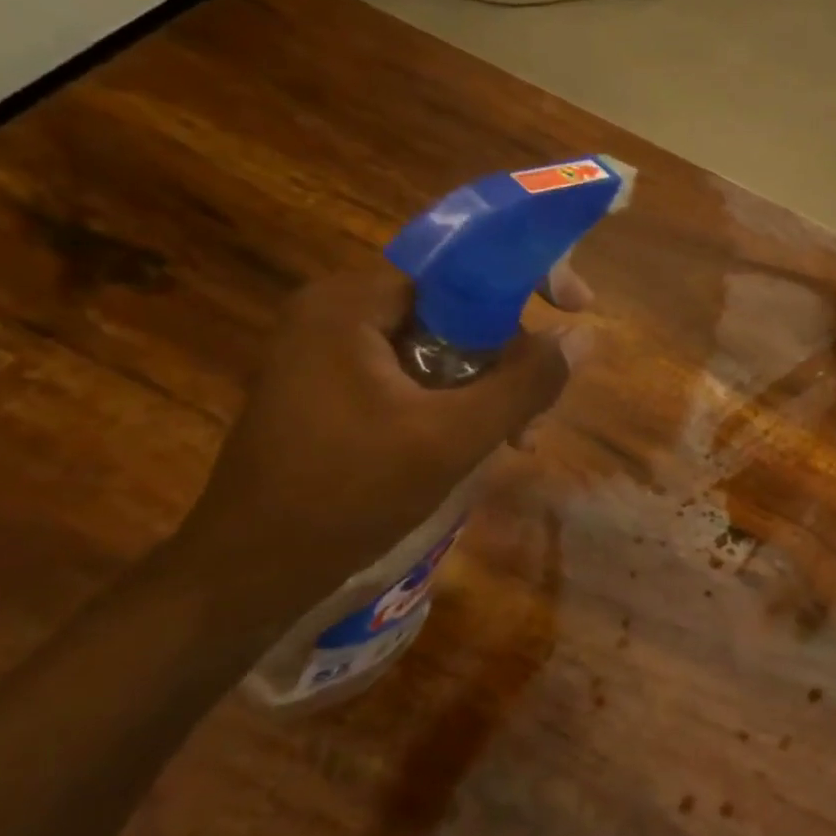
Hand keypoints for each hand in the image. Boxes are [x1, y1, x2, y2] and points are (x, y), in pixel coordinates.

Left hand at [165, 266, 572, 618]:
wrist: (250, 573)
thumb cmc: (347, 495)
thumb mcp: (453, 438)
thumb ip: (525, 383)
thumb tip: (584, 336)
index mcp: (350, 304)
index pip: (457, 262)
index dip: (526, 278)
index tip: (577, 306)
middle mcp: (334, 313)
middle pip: (452, 307)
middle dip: (508, 354)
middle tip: (541, 405)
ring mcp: (326, 352)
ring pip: (437, 346)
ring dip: (487, 385)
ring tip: (519, 438)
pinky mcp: (329, 389)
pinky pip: (411, 375)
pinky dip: (453, 400)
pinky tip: (479, 443)